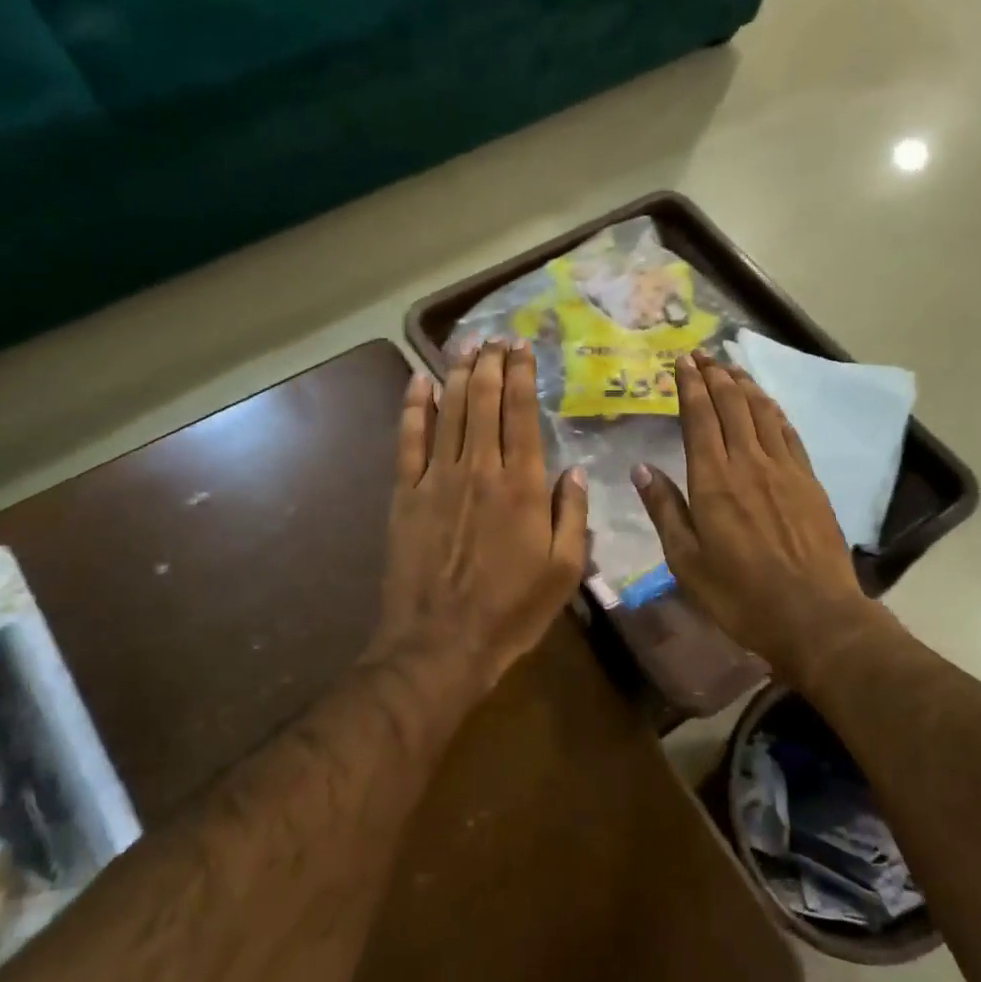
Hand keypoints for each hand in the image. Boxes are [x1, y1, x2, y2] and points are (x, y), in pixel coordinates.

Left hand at [377, 339, 588, 689]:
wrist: (440, 644)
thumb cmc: (510, 611)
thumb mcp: (564, 571)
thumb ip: (572, 515)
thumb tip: (574, 470)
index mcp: (523, 487)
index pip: (522, 415)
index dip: (521, 375)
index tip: (522, 347)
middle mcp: (481, 470)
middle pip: (483, 402)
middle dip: (490, 363)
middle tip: (495, 337)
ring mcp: (438, 478)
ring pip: (448, 411)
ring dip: (457, 373)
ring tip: (466, 344)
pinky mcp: (406, 494)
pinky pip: (409, 439)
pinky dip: (414, 407)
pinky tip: (419, 381)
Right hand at [632, 351, 873, 669]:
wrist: (814, 616)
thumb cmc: (740, 595)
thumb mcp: (687, 562)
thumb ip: (665, 510)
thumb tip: (642, 469)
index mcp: (713, 481)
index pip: (699, 418)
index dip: (689, 386)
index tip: (682, 361)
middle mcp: (748, 463)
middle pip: (731, 405)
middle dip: (714, 375)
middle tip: (702, 354)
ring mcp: (784, 469)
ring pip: (762, 412)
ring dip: (744, 385)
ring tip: (730, 367)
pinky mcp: (809, 481)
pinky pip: (789, 433)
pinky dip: (774, 410)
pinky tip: (768, 403)